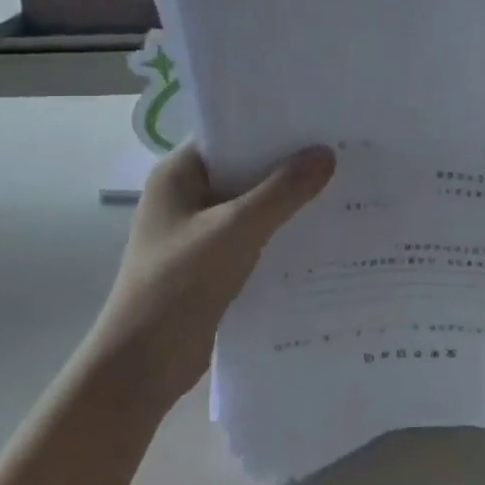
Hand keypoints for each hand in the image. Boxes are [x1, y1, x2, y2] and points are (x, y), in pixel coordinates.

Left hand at [89, 142, 335, 410]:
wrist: (143, 366)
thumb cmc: (179, 284)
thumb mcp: (235, 229)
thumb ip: (282, 191)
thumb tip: (326, 153)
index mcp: (178, 174)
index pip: (229, 133)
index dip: (271, 125)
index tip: (318, 118)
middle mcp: (186, 196)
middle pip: (244, 168)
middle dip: (288, 163)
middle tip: (341, 150)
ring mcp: (198, 232)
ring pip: (251, 204)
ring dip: (287, 200)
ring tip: (341, 186)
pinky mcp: (212, 263)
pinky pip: (253, 235)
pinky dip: (280, 232)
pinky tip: (320, 231)